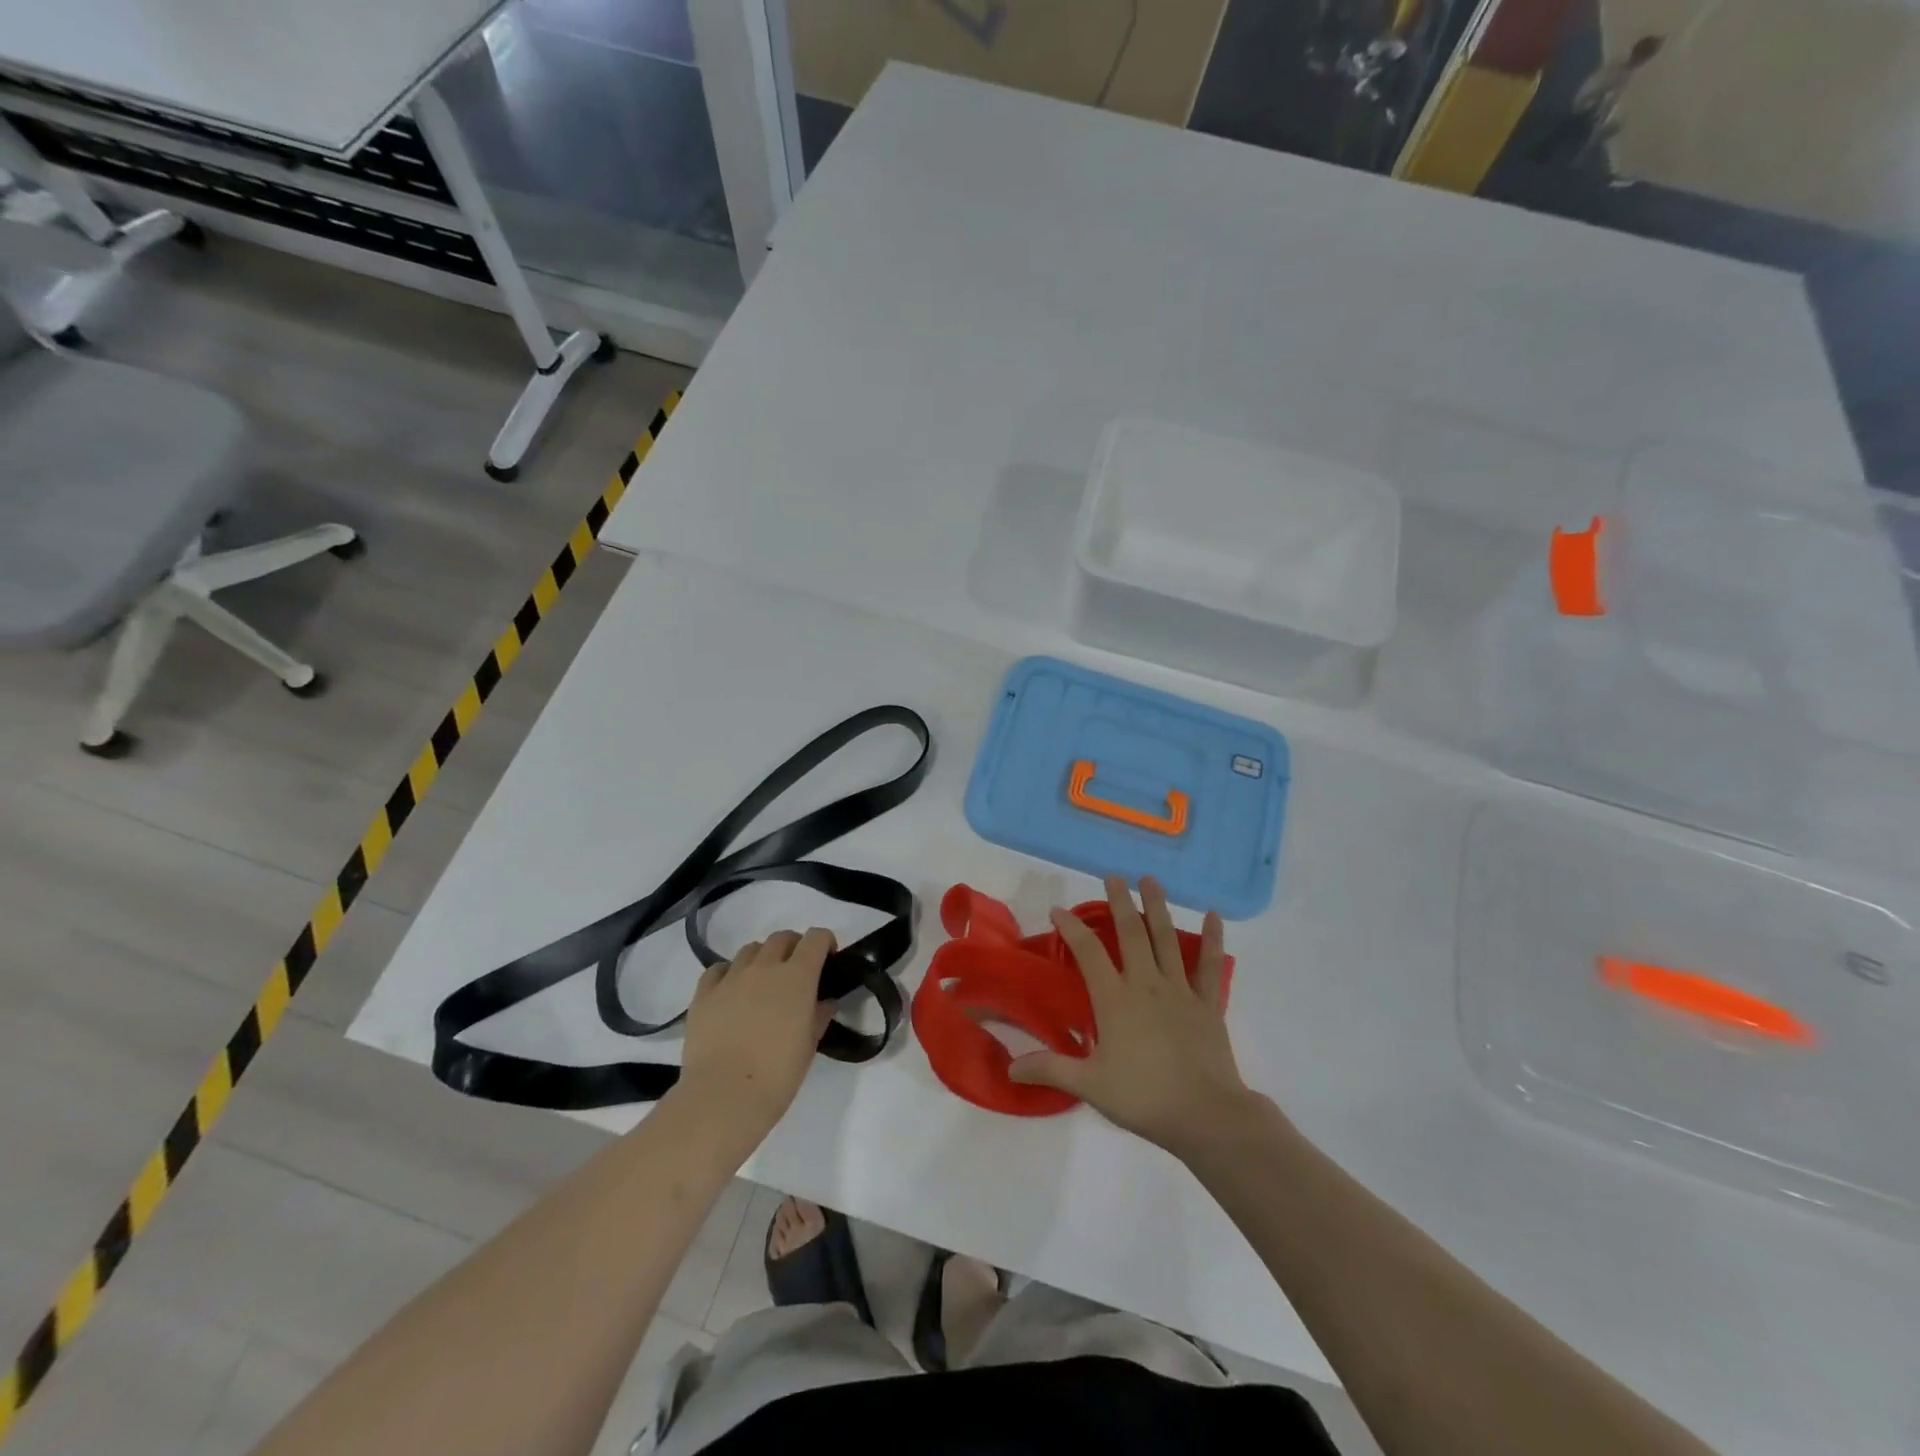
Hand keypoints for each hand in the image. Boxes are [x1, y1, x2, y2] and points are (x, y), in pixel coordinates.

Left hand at [675, 929, 834, 1142]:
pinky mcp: (704, 993)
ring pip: (750, 950)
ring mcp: (731, 977)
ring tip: (762, 983)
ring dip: (762, 958)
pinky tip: (731, 992)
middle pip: (782, 937)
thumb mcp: (809, 1045)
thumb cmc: (778, 1074)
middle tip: (796, 972)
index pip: (816, 938)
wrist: (724, 1097)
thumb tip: (824, 1002)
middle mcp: (764, 967)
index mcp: (797, 976)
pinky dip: (729, 973)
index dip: (825, 942)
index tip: (827, 959)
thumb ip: (819, 1016)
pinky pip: (719, 969)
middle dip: (794, 947)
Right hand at [1008, 877, 1261, 1159]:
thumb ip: (1050, 1069)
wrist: (1206, 1115)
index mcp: (1115, 1000)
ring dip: (1157, 907)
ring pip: (1166, 939)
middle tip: (1113, 877)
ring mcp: (1180, 991)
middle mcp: (1146, 984)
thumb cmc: (1144, 1098)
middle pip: (1131, 933)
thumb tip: (1010, 1068)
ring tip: (1150, 880)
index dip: (1072, 928)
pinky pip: (1210, 966)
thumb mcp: (1090, 1085)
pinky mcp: (1208, 1004)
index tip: (1058, 910)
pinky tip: (1213, 916)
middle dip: (1120, 903)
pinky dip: (1212, 939)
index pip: (1088, 953)